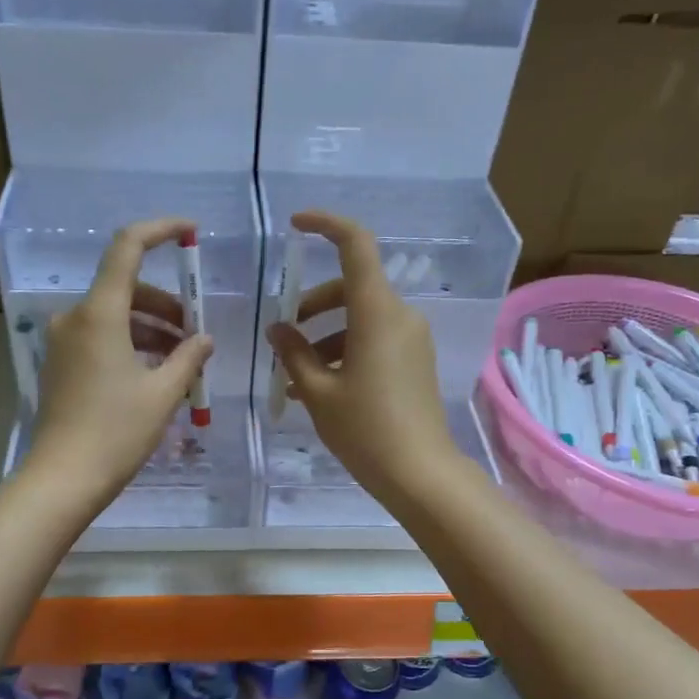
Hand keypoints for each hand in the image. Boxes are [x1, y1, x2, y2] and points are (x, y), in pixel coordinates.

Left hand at [23, 218, 213, 510]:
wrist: (63, 479)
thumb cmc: (116, 432)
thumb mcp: (163, 393)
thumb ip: (189, 357)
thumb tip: (204, 339)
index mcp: (99, 313)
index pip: (127, 247)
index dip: (160, 230)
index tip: (191, 232)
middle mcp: (75, 318)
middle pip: (126, 288)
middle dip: (166, 305)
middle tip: (196, 334)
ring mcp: (63, 342)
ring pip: (115, 316)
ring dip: (151, 329)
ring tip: (182, 360)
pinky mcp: (60, 364)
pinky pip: (100, 338)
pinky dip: (130, 344)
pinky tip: (155, 373)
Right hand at [265, 211, 460, 501]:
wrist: (420, 473)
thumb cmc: (365, 430)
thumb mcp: (318, 392)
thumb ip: (294, 353)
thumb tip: (278, 329)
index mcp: (377, 312)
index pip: (356, 245)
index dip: (326, 224)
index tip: (296, 225)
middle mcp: (400, 315)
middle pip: (352, 286)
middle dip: (313, 304)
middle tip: (284, 335)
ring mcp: (412, 338)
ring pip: (361, 317)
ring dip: (325, 336)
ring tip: (294, 376)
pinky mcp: (415, 360)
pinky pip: (375, 339)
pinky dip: (345, 350)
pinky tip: (319, 387)